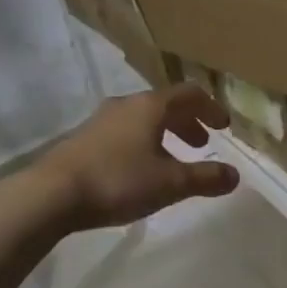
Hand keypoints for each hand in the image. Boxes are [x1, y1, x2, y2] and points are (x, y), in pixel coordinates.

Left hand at [31, 84, 239, 231]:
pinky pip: (124, 131)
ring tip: (173, 159)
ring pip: (143, 118)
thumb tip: (235, 175)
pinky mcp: (84, 137)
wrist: (51, 193)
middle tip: (202, 144)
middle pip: (166, 104)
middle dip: (188, 122)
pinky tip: (140, 169)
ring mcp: (101, 119)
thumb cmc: (118, 181)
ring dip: (165, 133)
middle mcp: (126, 104)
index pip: (190, 94)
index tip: (224, 127)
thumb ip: (205, 178)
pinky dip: (143, 142)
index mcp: (151, 106)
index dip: (211, 108)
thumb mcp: (169, 183)